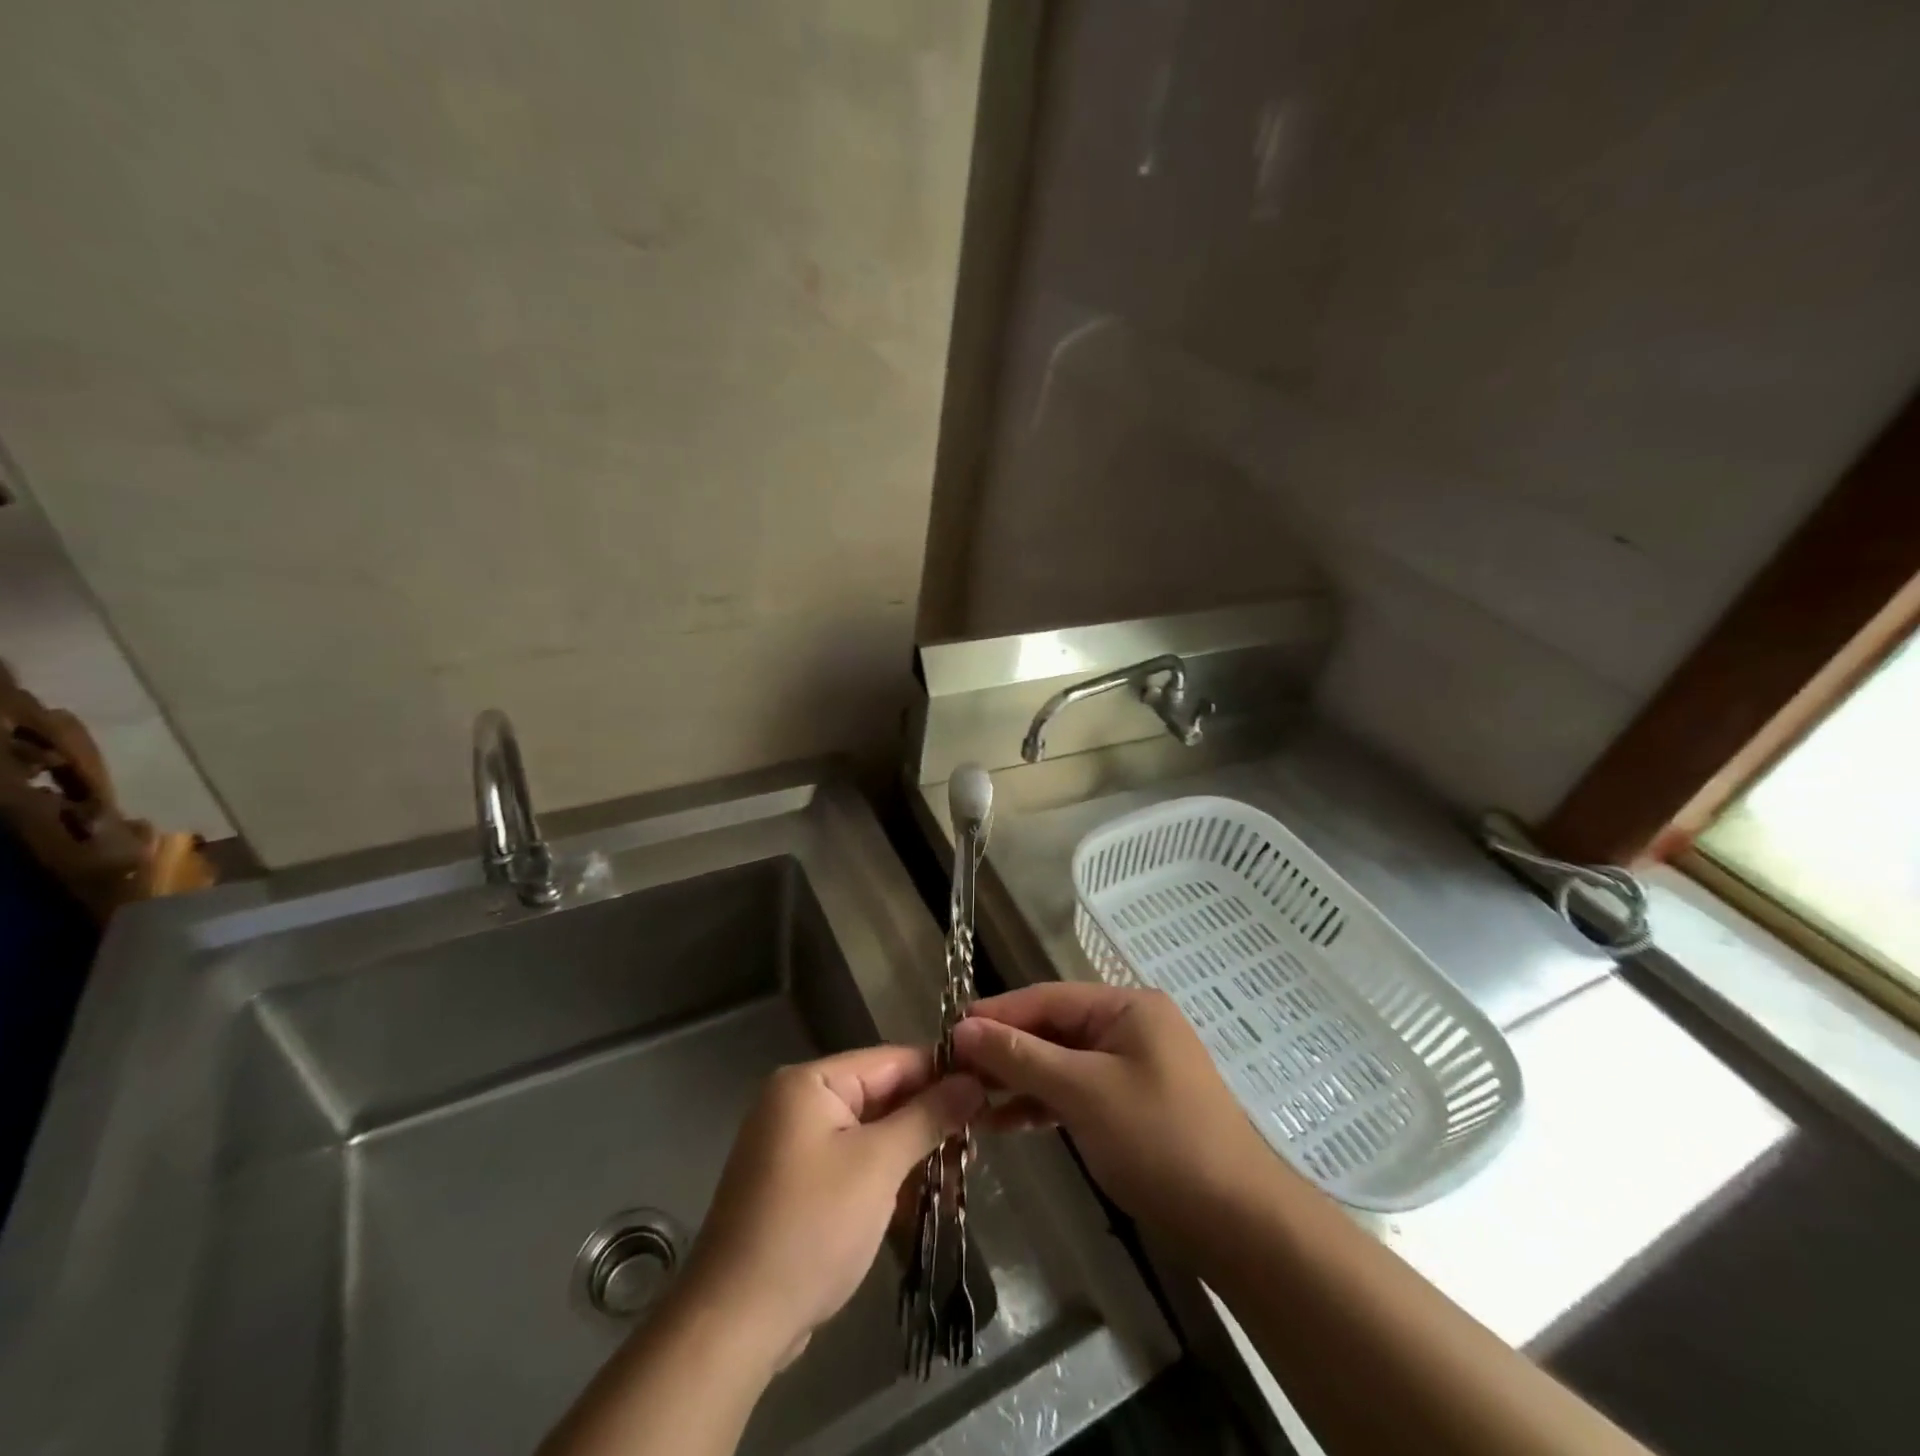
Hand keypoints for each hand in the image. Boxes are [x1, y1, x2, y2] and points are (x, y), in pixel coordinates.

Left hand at [679, 1046, 982, 1369]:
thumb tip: (973, 1082)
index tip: (988, 1088)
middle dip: (929, 1119)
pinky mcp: (797, 1186)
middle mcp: (798, 1103)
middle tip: (980, 1140)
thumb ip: (928, 1116)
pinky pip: (853, 1163)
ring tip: (962, 1173)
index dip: (941, 1073)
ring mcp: (795, 1146)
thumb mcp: (878, 1165)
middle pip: (880, 1096)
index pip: (890, 1061)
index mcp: (810, 1083)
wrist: (734, 1324)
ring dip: (912, 1153)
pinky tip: (924, 1198)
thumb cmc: (811, 1228)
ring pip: (870, 1133)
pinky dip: (886, 1177)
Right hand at [952, 983, 1285, 1249]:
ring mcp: (1132, 1067)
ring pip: (1061, 1062)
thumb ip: (1021, 1056)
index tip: (948, 1032)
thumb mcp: (1082, 1092)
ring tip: (969, 1099)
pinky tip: (1005, 1122)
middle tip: (952, 1070)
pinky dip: (1043, 1103)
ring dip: (1019, 1079)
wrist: (1238, 1224)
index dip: (996, 1014)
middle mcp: (1129, 1026)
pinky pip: (1076, 1091)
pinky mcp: (1130, 1105)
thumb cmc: (1159, 1140)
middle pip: (1053, 1028)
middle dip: (1005, 1050)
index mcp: (1126, 1006)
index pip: (1046, 998)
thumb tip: (963, 1028)